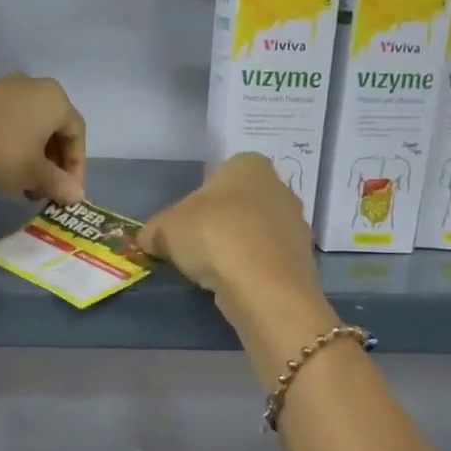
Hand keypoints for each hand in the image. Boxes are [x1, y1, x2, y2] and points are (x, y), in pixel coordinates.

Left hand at [0, 75, 86, 204]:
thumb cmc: (5, 153)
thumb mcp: (36, 174)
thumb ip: (60, 183)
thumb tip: (77, 195)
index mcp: (55, 99)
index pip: (76, 133)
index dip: (77, 166)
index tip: (69, 191)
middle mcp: (33, 86)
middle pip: (53, 127)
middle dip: (54, 162)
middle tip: (48, 189)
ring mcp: (4, 88)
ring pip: (30, 125)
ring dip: (34, 155)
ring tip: (26, 183)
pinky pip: (8, 121)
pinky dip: (14, 144)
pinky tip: (4, 168)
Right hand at [140, 154, 318, 301]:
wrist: (262, 283)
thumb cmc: (211, 236)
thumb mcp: (164, 229)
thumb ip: (153, 231)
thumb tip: (147, 240)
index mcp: (248, 164)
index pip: (217, 176)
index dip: (196, 203)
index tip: (184, 228)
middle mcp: (279, 186)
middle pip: (238, 205)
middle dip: (219, 225)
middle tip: (196, 250)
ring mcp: (295, 223)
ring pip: (254, 233)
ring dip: (236, 249)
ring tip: (215, 273)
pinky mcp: (302, 258)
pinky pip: (267, 260)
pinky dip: (251, 270)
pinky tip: (236, 285)